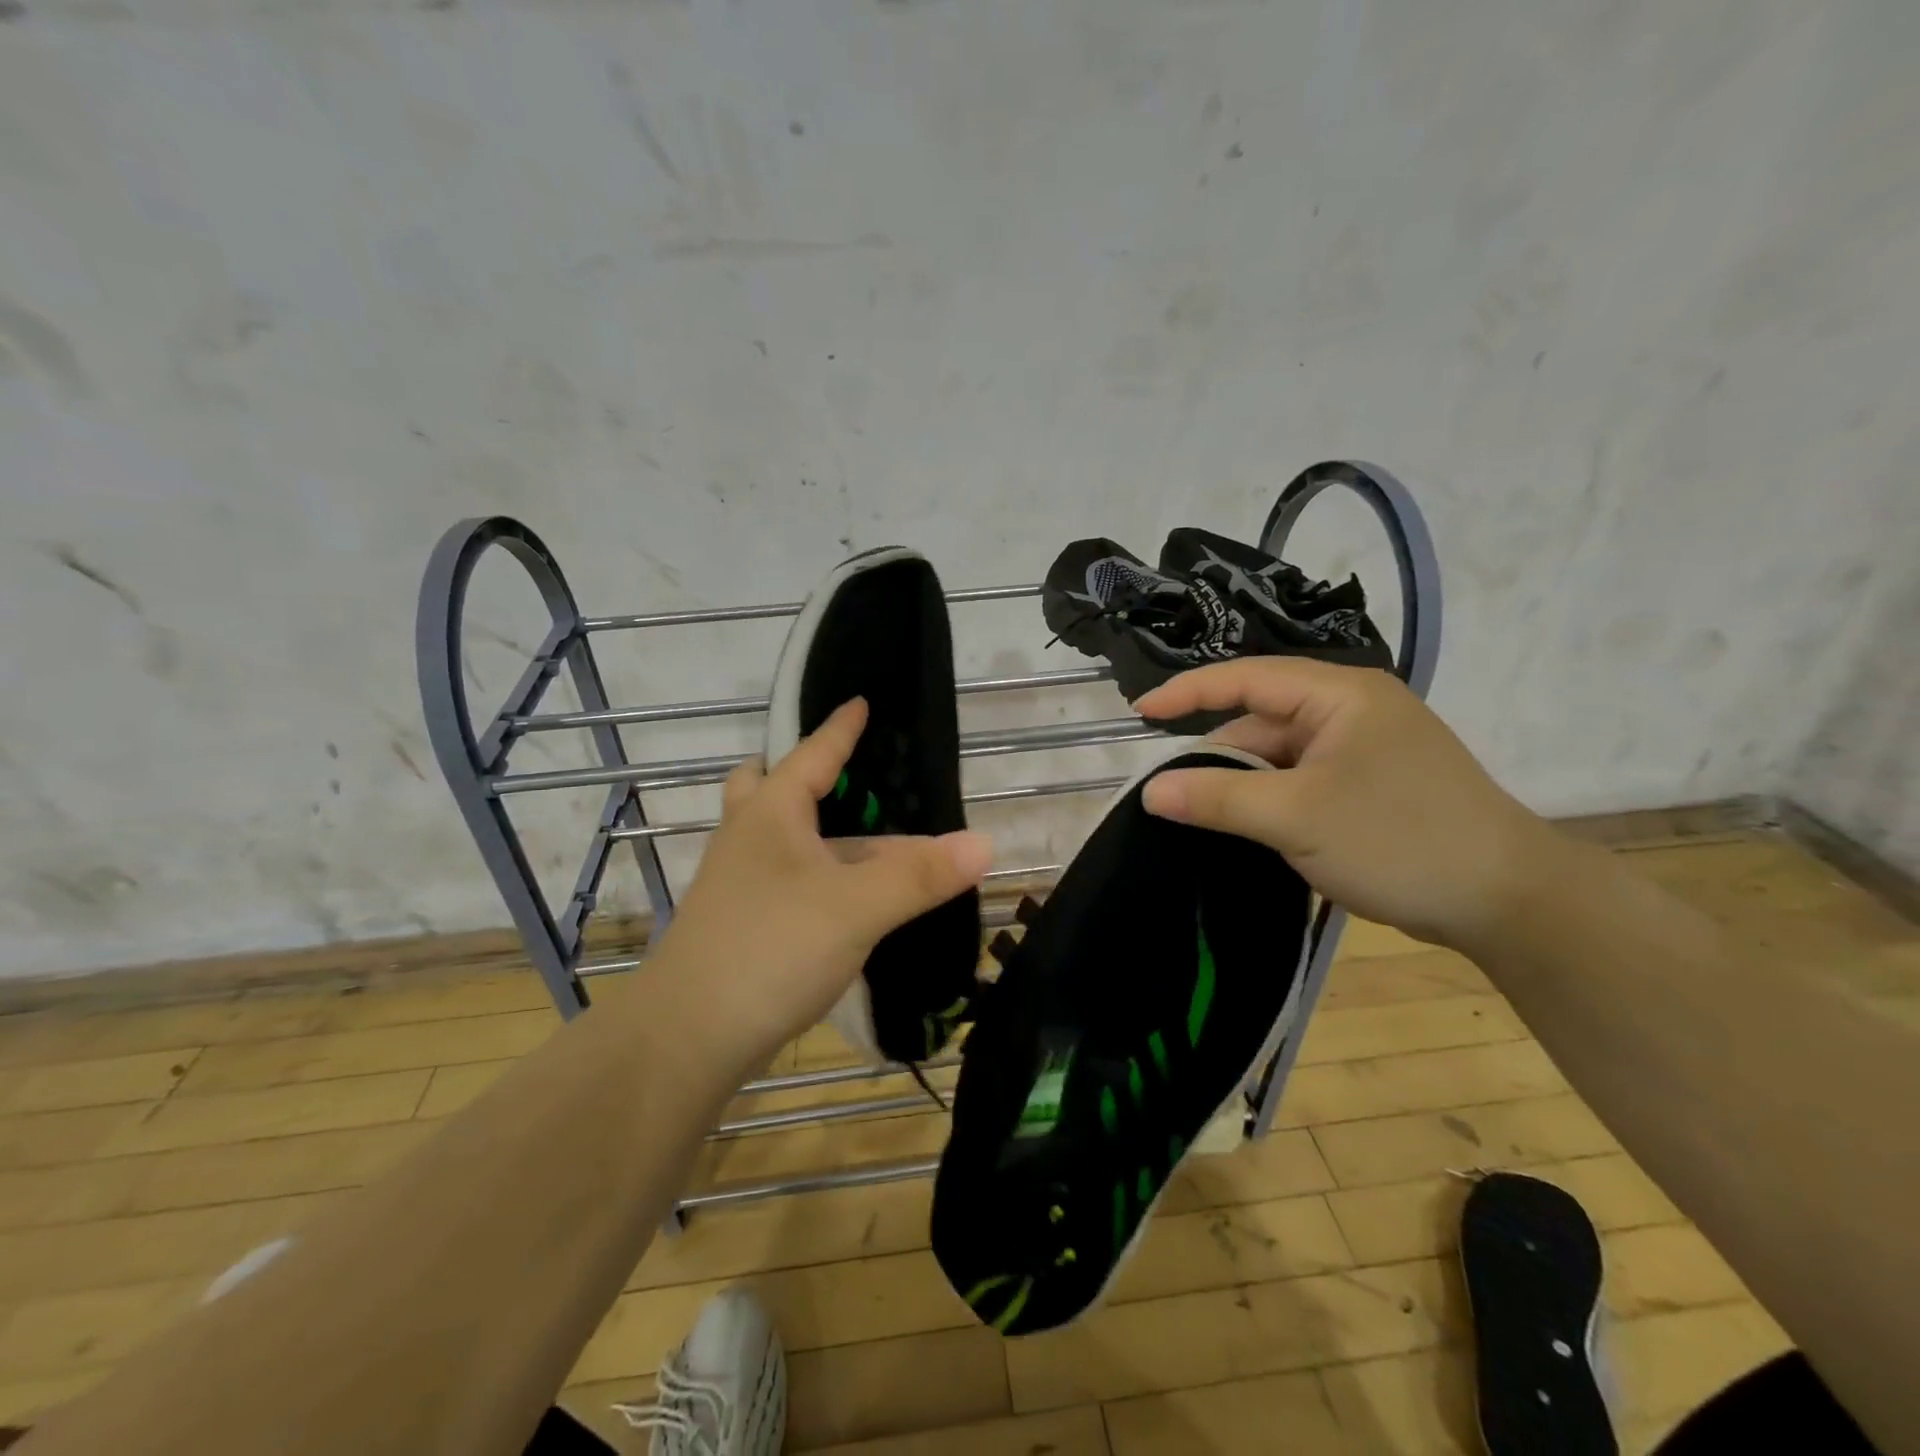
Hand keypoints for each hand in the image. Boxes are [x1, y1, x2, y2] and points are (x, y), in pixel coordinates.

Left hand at [647, 698, 992, 1069]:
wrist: (686, 1038)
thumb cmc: (769, 949)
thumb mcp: (856, 907)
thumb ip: (919, 876)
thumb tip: (984, 843)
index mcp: (770, 814)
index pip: (811, 754)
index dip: (839, 729)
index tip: (860, 702)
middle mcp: (748, 839)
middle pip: (769, 789)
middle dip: (804, 777)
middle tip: (843, 779)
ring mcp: (739, 885)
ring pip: (782, 840)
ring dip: (821, 835)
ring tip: (871, 840)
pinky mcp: (743, 926)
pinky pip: (787, 880)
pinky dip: (819, 876)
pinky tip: (850, 899)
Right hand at [1136, 660, 1562, 952]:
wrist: (1509, 902)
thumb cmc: (1399, 839)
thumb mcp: (1295, 817)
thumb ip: (1217, 798)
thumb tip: (1149, 791)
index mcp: (1340, 696)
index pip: (1246, 678)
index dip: (1187, 692)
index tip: (1138, 714)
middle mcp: (1351, 712)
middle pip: (1261, 723)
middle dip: (1216, 757)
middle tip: (1169, 795)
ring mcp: (1364, 751)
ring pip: (1279, 758)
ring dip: (1243, 787)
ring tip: (1203, 820)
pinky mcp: (1370, 787)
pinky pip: (1301, 782)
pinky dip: (1270, 803)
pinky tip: (1248, 831)